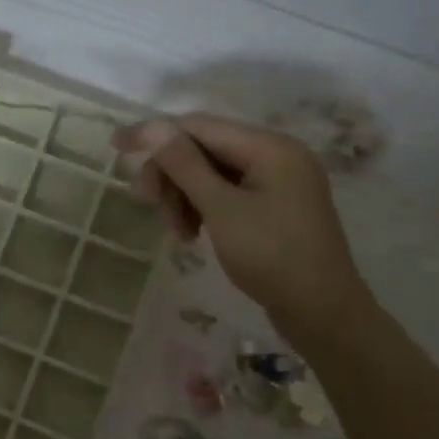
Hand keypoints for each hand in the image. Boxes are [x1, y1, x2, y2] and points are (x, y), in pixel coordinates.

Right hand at [113, 113, 373, 340]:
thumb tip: (151, 126)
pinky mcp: (274, 206)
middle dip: (171, 175)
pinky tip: (193, 234)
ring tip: (177, 232)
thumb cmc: (272, 256)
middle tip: (148, 205)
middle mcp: (275, 154)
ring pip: (211, 174)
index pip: (198, 126)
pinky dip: (203, 208)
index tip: (115, 147)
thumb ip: (184, 164)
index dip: (154, 135)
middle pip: (203, 149)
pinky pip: (226, 193)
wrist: (323, 312)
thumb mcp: (221, 208)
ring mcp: (277, 181)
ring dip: (184, 197)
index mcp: (269, 147)